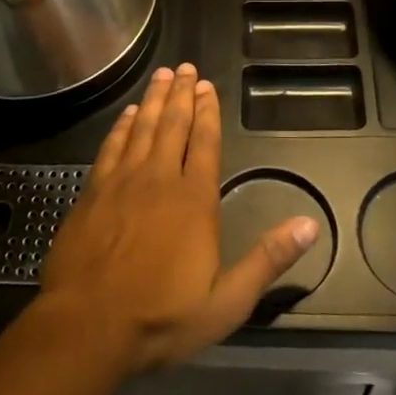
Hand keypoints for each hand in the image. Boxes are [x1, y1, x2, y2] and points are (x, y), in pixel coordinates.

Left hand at [38, 63, 319, 372]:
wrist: (87, 326)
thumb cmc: (160, 317)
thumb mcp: (226, 301)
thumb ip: (267, 260)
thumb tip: (308, 225)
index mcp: (193, 199)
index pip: (204, 142)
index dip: (208, 112)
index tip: (208, 86)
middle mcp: (159, 178)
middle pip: (174, 125)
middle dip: (183, 94)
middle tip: (186, 67)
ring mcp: (122, 181)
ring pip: (143, 127)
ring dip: (155, 99)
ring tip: (163, 75)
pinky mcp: (93, 191)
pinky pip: (112, 146)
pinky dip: (123, 125)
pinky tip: (129, 113)